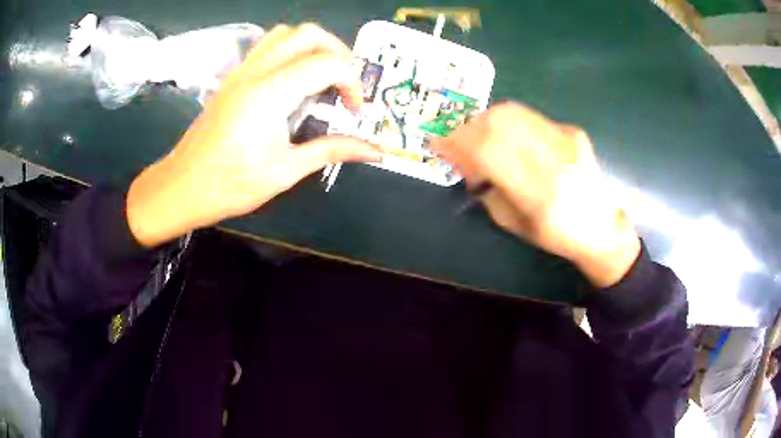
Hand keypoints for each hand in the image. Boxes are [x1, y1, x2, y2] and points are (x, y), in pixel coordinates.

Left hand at [126, 24, 380, 247]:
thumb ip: (332, 151)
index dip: (352, 82)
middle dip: (337, 51)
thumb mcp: (286, 171)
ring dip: (312, 46)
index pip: (327, 63)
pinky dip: (290, 52)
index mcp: (271, 94)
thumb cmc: (231, 184)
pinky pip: (267, 47)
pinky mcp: (233, 78)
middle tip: (345, 83)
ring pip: (285, 34)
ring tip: (322, 76)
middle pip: (308, 34)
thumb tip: (374, 151)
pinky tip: (293, 81)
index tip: (354, 109)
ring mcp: (241, 71)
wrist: (182, 186)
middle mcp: (256, 72)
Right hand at [433, 103, 639, 287]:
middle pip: (499, 122)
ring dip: (485, 121)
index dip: (456, 142)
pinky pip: (528, 116)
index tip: (437, 143)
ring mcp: (566, 140)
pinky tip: (505, 136)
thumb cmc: (555, 235)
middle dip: (467, 127)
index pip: (488, 152)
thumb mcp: (513, 223)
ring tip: (477, 136)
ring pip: (512, 112)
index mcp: (538, 195)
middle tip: (456, 140)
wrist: (600, 226)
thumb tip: (463, 159)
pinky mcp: (571, 130)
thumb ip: (486, 188)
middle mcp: (554, 160)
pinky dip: (506, 122)